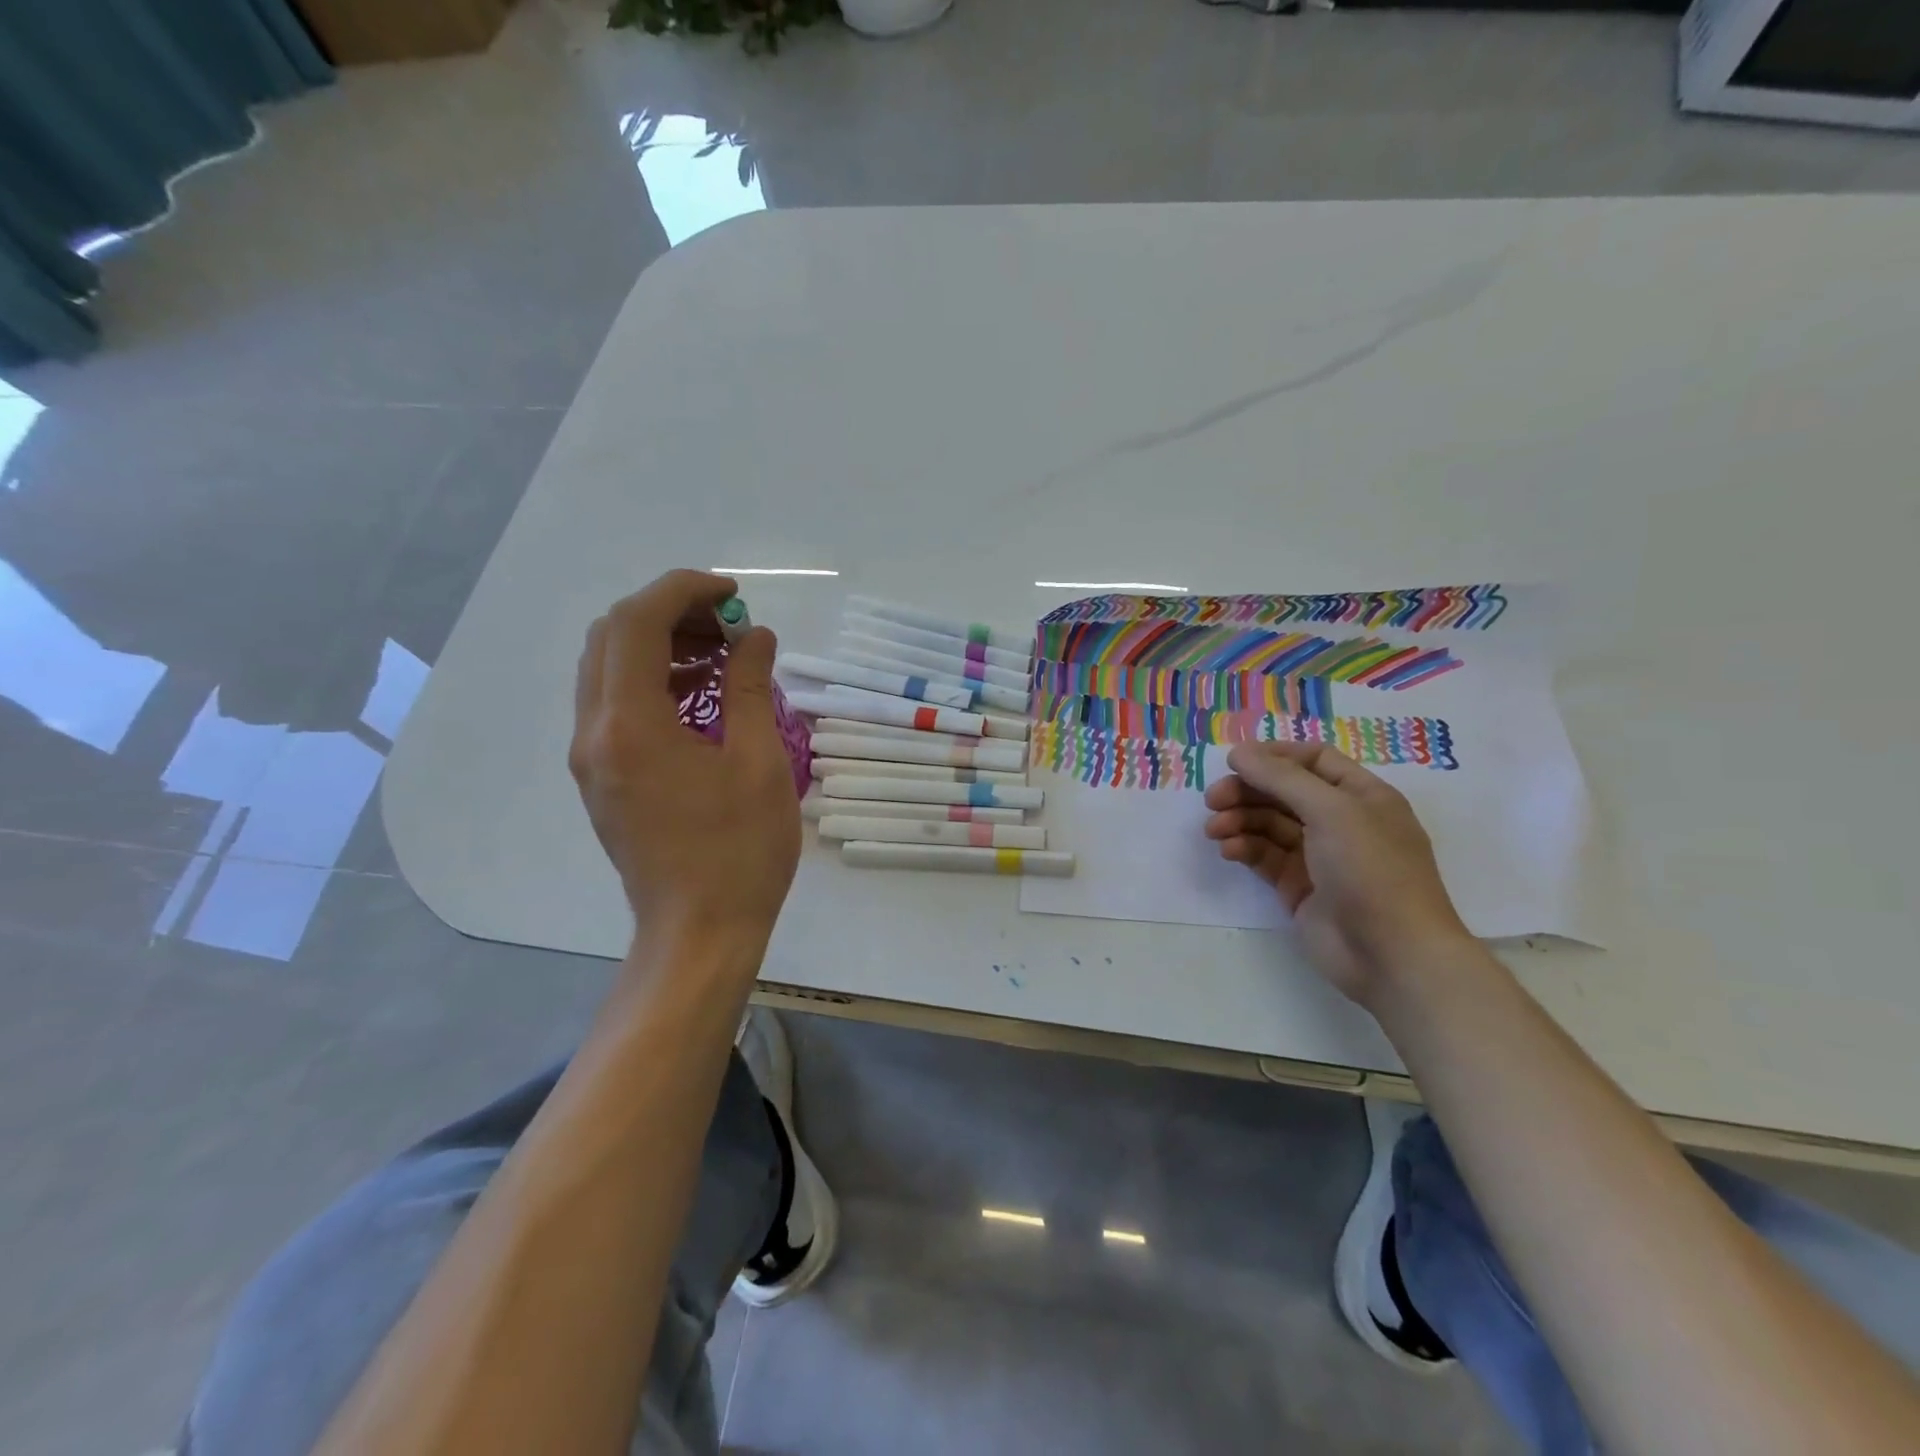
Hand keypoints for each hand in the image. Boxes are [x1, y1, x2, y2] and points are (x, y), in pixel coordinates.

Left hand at [570, 570, 801, 951]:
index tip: (733, 594)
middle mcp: (594, 733)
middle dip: (668, 613)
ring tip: (720, 658)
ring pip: (607, 669)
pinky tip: (698, 697)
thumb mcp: (758, 762)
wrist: (699, 932)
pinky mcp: (601, 778)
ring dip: (658, 645)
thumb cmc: (739, 851)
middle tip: (727, 626)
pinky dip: (651, 681)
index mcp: (630, 725)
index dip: (683, 591)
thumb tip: (754, 636)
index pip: (636, 622)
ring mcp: (591, 758)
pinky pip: (614, 704)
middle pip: (611, 637)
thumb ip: (749, 687)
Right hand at [1203, 742, 1471, 1005]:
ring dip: (1239, 820)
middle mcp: (1341, 821)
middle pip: (1284, 792)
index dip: (1274, 756)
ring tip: (1215, 830)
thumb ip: (1282, 778)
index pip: (1313, 760)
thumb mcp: (1331, 811)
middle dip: (1247, 791)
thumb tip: (1239, 752)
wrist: (1392, 954)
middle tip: (1213, 799)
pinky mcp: (1299, 887)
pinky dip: (1245, 848)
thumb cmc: (1372, 870)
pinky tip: (1229, 850)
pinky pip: (1265, 857)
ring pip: (1269, 825)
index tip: (1235, 761)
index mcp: (1361, 796)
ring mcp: (1319, 856)